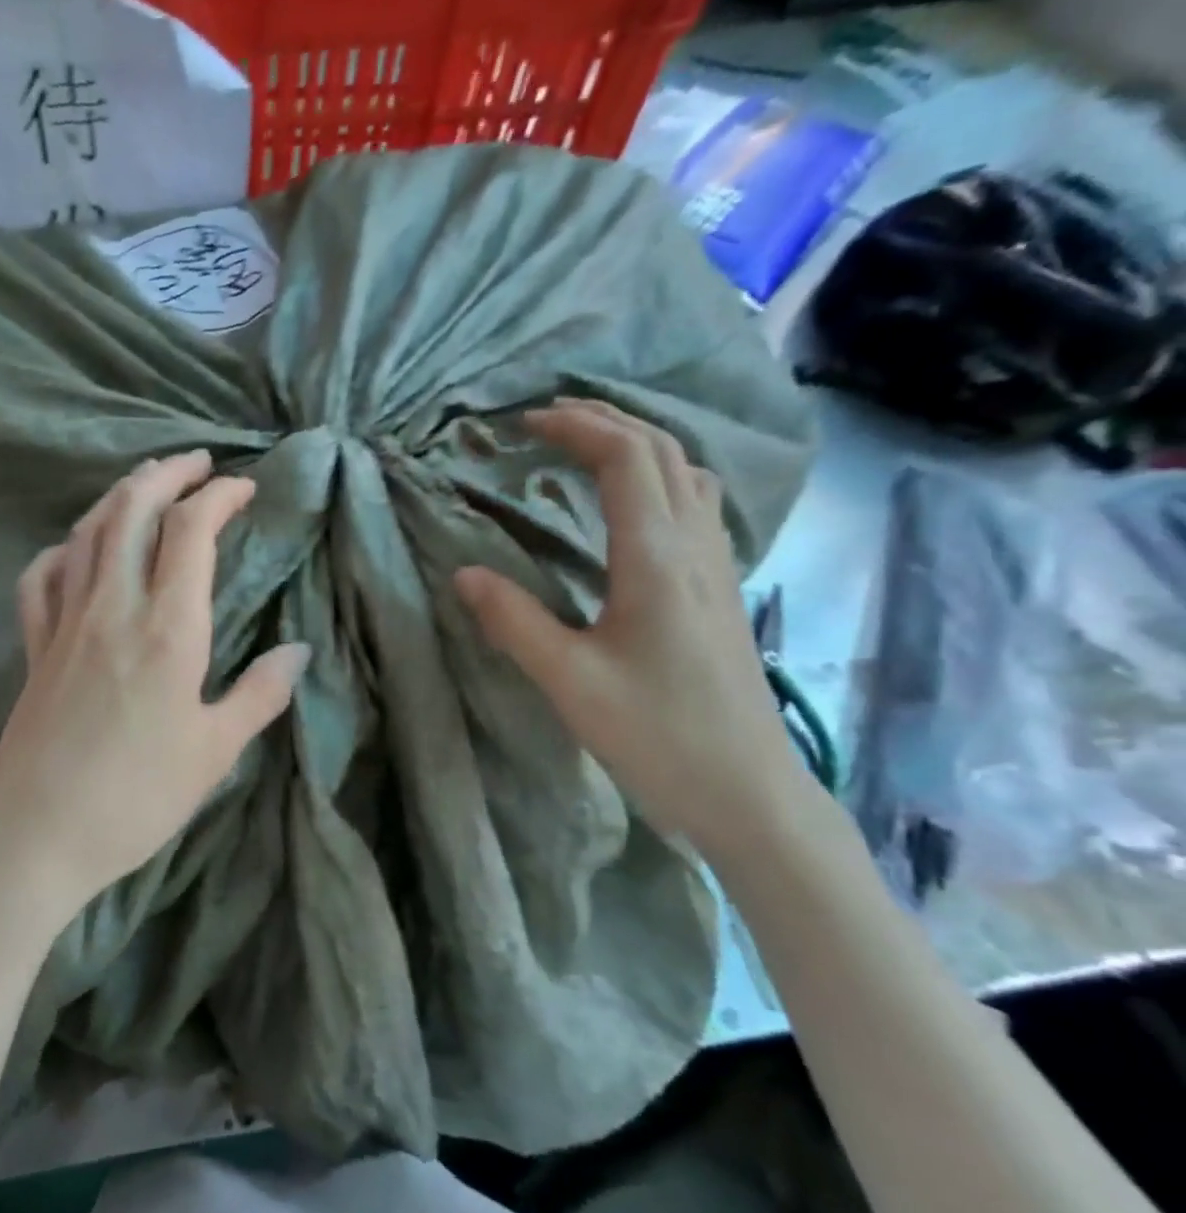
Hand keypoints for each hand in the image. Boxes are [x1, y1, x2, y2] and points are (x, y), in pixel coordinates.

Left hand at [0, 450, 309, 934]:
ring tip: (145, 484)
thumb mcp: (215, 753)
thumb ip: (259, 695)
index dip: (219, 497)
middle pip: (132, 511)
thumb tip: (299, 652)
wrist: (35, 837)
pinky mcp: (34, 648)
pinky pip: (40, 578)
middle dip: (167, 474)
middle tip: (197, 461)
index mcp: (167, 629)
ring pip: (87, 534)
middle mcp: (113, 608)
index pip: (191, 532)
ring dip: (119, 497)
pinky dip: (62, 549)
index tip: (244, 488)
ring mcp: (65, 623)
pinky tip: (75, 549)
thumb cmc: (136, 798)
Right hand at [454, 398, 820, 864]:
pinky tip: (633, 507)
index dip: (576, 427)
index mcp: (657, 559)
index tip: (524, 423)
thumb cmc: (657, 736)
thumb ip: (513, 622)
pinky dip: (659, 478)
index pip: (624, 459)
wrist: (748, 792)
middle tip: (548, 420)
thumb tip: (464, 574)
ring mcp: (719, 567)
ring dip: (638, 444)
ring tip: (587, 449)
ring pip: (687, 474)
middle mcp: (696, 548)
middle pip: (662, 451)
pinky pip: (696, 506)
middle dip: (605, 420)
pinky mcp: (722, 591)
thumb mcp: (569, 681)